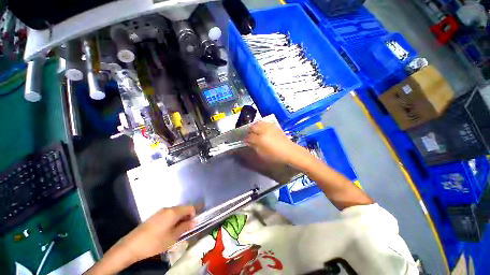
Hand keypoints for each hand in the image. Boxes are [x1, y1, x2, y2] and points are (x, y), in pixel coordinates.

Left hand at [116, 205, 195, 262]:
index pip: (190, 207)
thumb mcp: (172, 237)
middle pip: (183, 208)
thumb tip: (195, 222)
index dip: (194, 214)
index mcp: (174, 212)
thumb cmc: (154, 242)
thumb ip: (185, 228)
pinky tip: (168, 230)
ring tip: (177, 231)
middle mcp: (168, 208)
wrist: (131, 246)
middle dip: (186, 217)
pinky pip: (168, 214)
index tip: (192, 225)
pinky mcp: (155, 215)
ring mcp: (160, 211)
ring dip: (179, 219)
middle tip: (185, 229)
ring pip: (176, 211)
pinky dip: (172, 219)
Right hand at [245, 121, 309, 165]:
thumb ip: (254, 147)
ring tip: (255, 131)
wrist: (289, 151)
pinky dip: (261, 125)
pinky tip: (262, 129)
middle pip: (252, 127)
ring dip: (254, 127)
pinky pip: (264, 123)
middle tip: (249, 135)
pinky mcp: (274, 126)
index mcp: (260, 139)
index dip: (245, 139)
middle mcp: (263, 130)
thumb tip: (249, 142)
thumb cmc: (275, 155)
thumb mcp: (262, 154)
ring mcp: (269, 127)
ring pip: (258, 123)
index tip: (245, 141)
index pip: (249, 136)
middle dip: (249, 131)